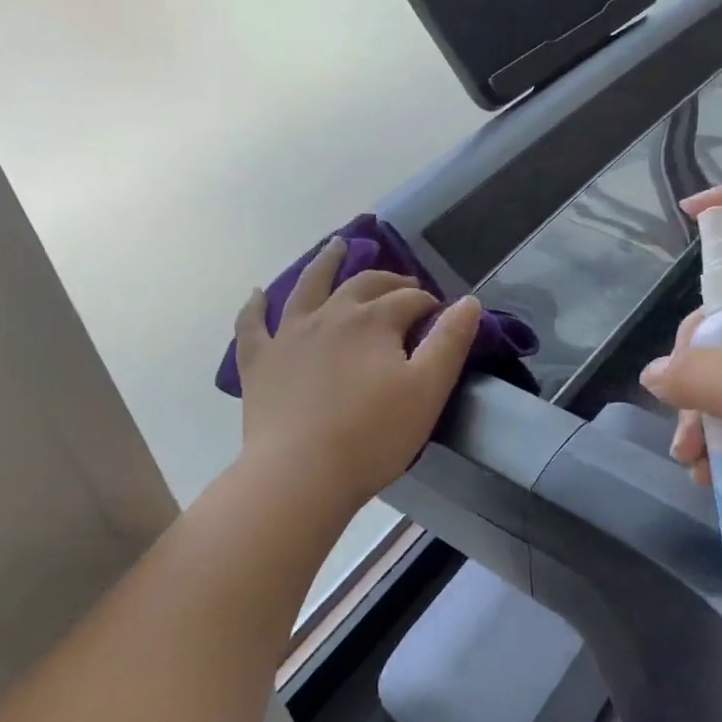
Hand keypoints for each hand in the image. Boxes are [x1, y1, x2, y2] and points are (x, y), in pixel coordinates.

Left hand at [234, 239, 481, 511]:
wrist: (301, 475)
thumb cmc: (373, 436)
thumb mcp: (428, 389)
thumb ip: (450, 341)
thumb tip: (469, 301)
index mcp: (373, 320)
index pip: (410, 299)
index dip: (429, 304)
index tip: (440, 318)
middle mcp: (330, 314)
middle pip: (363, 284)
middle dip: (389, 280)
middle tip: (404, 287)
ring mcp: (289, 335)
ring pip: (308, 286)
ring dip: (324, 263)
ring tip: (336, 246)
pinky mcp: (259, 362)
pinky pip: (252, 325)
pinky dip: (255, 306)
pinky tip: (257, 293)